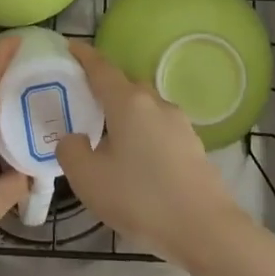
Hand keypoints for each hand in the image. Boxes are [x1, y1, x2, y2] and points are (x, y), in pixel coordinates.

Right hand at [55, 39, 249, 267]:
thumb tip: (73, 138)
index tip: (69, 46)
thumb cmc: (141, 198)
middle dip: (103, 88)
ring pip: (144, 108)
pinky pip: (158, 128)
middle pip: (124, 85)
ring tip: (108, 137)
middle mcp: (154, 102)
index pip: (100, 67)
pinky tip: (136, 160)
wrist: (205, 229)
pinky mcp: (192, 144)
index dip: (83, 55)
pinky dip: (143, 133)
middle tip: (82, 102)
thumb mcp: (89, 179)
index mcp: (128, 102)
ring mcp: (178, 122)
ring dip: (125, 114)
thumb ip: (70, 151)